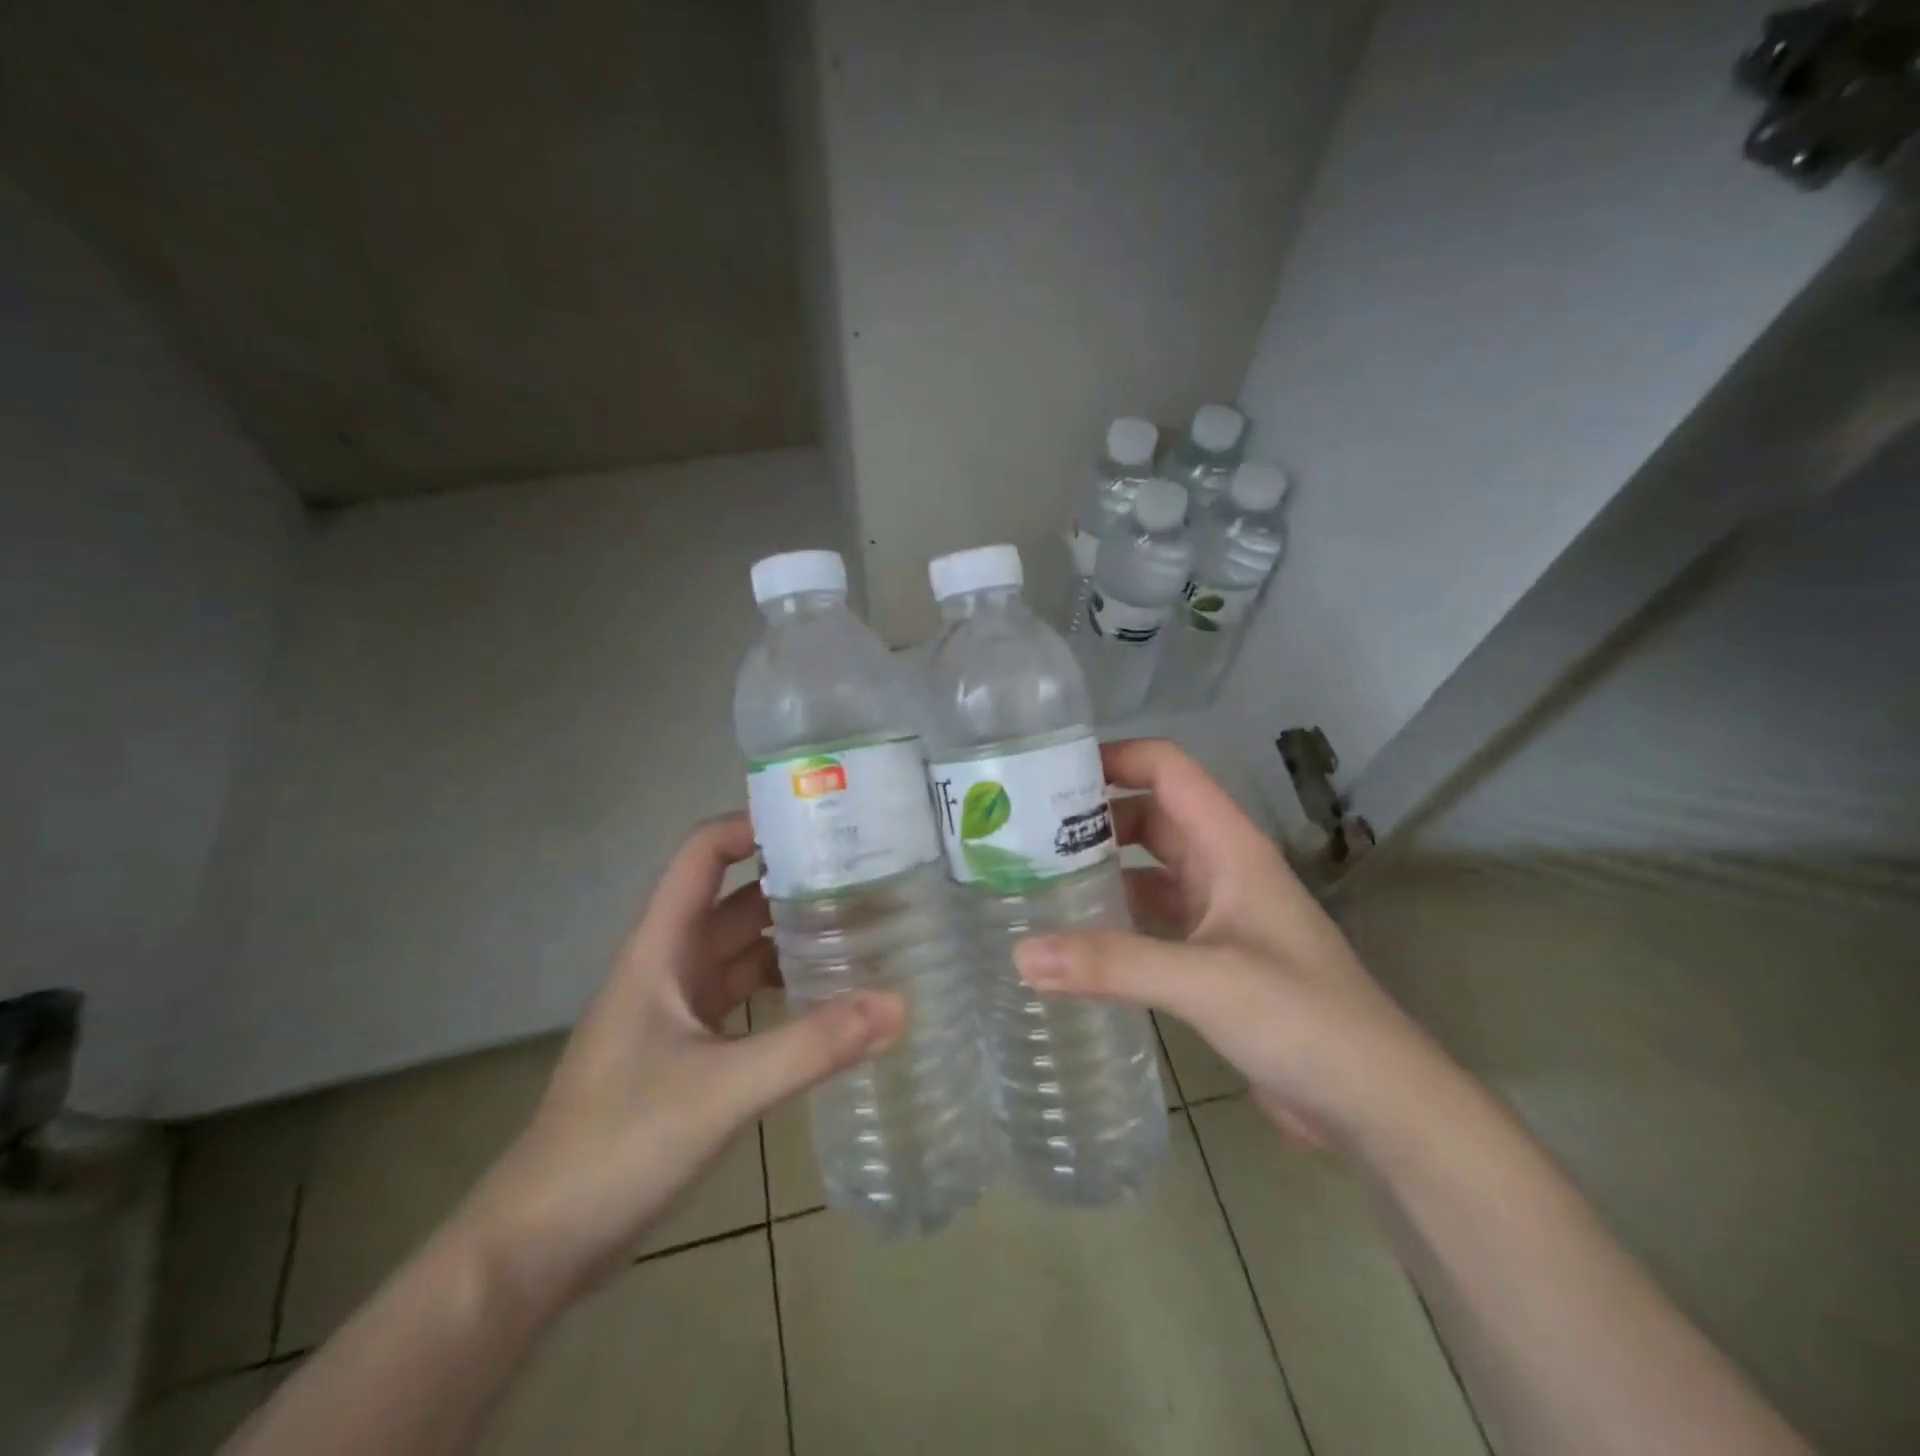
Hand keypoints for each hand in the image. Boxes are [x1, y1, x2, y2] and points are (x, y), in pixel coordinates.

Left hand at [456, 812, 903, 1314]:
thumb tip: (898, 1005)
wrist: (537, 1246)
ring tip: (858, 925)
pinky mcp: (684, 1051)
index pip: (702, 855)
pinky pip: (741, 997)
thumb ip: (812, 1046)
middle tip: (864, 874)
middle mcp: (667, 966)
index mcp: (660, 949)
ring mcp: (674, 1010)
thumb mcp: (722, 1090)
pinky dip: (779, 986)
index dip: (750, 825)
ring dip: (788, 935)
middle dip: (790, 881)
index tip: (817, 822)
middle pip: (733, 900)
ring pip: (739, 951)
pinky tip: (824, 996)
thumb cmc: (618, 1145)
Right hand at [1015, 739, 1446, 1147]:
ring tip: (1036, 876)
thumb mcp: (1206, 982)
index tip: (1049, 773)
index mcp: (1231, 846)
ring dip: (1103, 865)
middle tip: (1025, 831)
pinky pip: (1154, 917)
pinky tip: (1077, 935)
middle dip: (1094, 814)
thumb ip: (1113, 964)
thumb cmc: (1304, 1020)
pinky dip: (1117, 916)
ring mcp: (1221, 914)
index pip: (1169, 770)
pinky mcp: (1214, 958)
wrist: (1376, 1104)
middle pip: (1152, 815)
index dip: (1115, 757)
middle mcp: (1224, 868)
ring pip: (1151, 868)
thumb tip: (1019, 955)